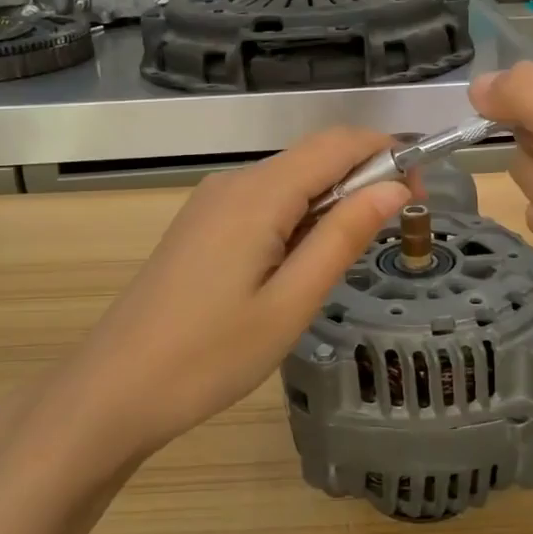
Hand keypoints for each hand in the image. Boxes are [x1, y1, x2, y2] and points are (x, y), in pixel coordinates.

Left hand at [51, 129, 409, 459]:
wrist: (113, 390)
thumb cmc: (209, 356)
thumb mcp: (291, 303)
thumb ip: (343, 237)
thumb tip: (394, 186)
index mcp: (258, 194)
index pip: (337, 143)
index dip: (387, 153)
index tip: (419, 195)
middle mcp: (233, 183)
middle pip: (313, 158)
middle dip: (362, 180)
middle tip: (391, 235)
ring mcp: (212, 203)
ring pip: (289, 182)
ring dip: (330, 204)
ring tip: (343, 262)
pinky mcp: (201, 226)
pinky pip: (264, 204)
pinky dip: (298, 219)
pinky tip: (298, 267)